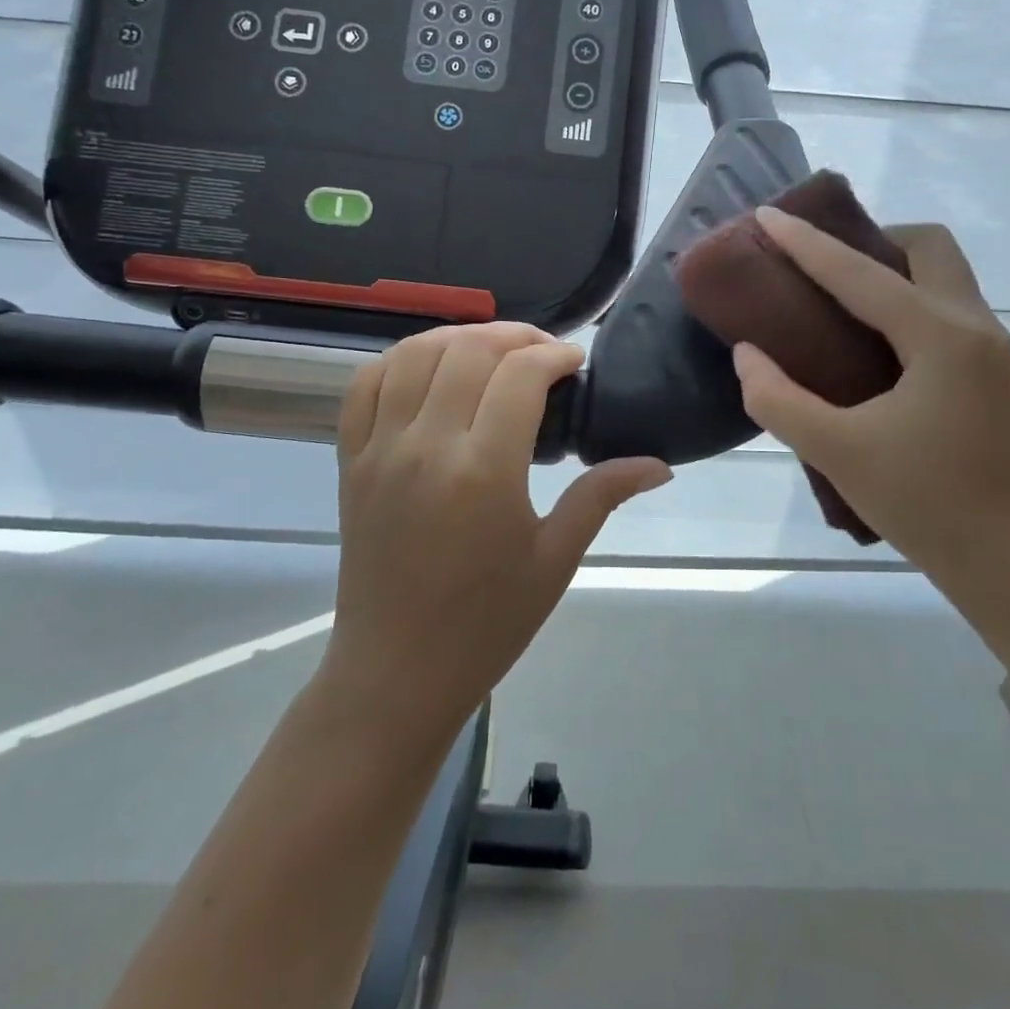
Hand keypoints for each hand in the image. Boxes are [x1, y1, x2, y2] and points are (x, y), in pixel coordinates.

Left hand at [320, 323, 670, 746]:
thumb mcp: (555, 558)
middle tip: (544, 353)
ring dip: (458, 337)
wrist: (397, 672)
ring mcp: (380, 450)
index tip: (576, 364)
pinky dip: (399, 360)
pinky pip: (365, 385)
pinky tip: (430, 369)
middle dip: (514, 336)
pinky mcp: (351, 461)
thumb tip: (658, 464)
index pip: (520, 375)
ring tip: (492, 352)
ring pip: (413, 354)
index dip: (555, 355)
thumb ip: (603, 495)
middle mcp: (426, 446)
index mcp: (483, 471)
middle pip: (468, 350)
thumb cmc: (487, 623)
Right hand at [732, 207, 1009, 592]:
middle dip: (871, 238)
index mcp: (940, 337)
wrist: (1007, 560)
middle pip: (927, 247)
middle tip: (822, 264)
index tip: (767, 215)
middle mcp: (975, 326)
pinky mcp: (991, 371)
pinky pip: (946, 305)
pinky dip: (906, 298)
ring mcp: (991, 347)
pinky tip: (870, 336)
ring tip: (838, 295)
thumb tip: (747, 354)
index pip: (861, 273)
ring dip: (891, 267)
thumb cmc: (923, 504)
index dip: (807, 243)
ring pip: (943, 273)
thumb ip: (778, 398)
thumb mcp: (836, 451)